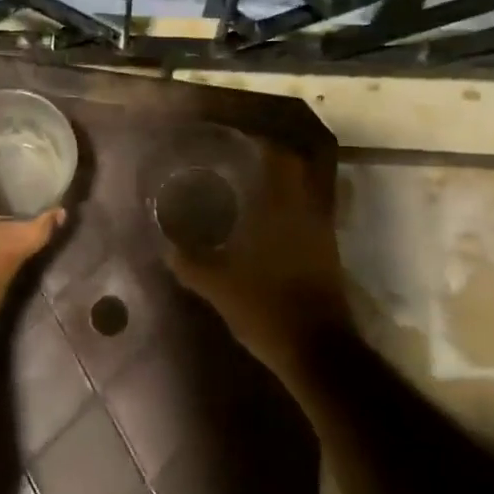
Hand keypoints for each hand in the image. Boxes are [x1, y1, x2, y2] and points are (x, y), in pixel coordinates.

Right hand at [160, 144, 350, 376]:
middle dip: (271, 161)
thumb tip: (165, 246)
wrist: (318, 351)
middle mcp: (308, 213)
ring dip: (283, 186)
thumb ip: (190, 263)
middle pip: (297, 171)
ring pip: (305, 194)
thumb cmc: (267, 309)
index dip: (260, 144)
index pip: (279, 158)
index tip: (236, 142)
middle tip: (240, 163)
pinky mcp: (328, 255)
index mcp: (282, 209)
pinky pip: (309, 217)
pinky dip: (290, 212)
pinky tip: (267, 226)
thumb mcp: (219, 286)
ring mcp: (323, 234)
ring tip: (250, 190)